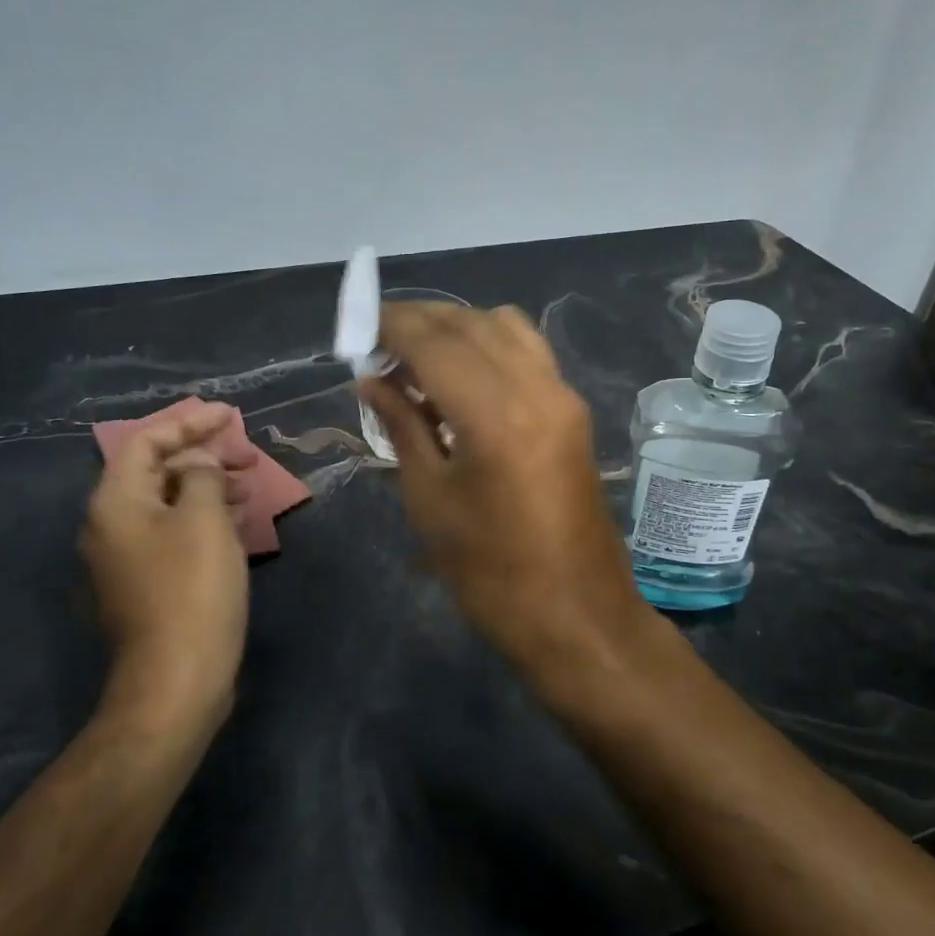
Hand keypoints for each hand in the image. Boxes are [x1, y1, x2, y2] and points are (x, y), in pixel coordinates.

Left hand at [81, 401, 249, 736]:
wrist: (176, 677)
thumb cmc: (191, 588)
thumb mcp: (203, 518)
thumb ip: (200, 475)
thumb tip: (197, 464)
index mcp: (116, 503)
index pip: (146, 441)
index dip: (189, 423)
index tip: (231, 415)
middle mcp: (111, 526)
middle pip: (155, 471)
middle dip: (203, 455)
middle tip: (247, 454)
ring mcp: (127, 558)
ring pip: (168, 503)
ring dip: (208, 486)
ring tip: (250, 486)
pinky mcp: (147, 584)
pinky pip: (174, 532)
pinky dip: (204, 517)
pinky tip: (236, 521)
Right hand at [361, 304, 649, 676]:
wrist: (577, 614)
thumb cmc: (490, 571)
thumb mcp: (431, 499)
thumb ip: (402, 426)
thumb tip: (372, 381)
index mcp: (495, 413)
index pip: (435, 341)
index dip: (392, 325)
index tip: (358, 328)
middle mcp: (536, 387)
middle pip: (471, 323)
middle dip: (420, 321)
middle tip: (379, 343)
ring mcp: (563, 395)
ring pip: (505, 327)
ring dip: (458, 328)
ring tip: (419, 360)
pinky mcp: (574, 410)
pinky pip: (529, 352)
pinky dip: (490, 346)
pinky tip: (463, 379)